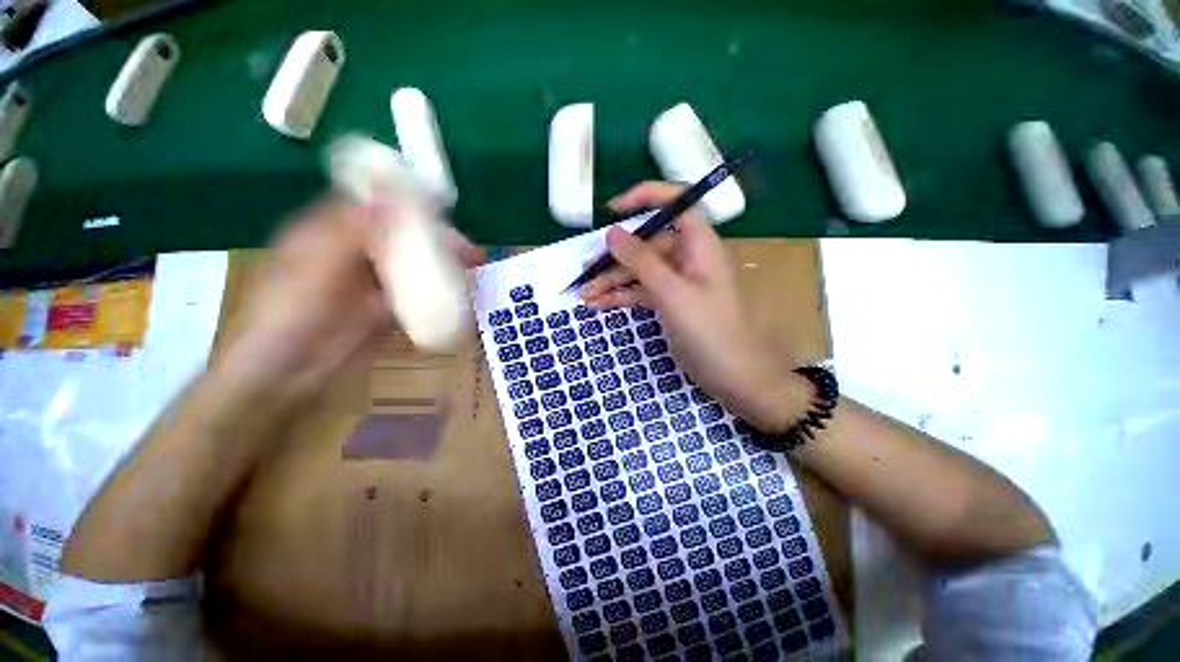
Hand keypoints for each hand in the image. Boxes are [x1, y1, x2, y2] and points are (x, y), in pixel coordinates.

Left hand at [222, 199, 482, 399]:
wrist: (289, 372)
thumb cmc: (291, 311)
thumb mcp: (318, 263)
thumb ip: (355, 229)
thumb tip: (393, 194)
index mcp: (329, 232)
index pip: (373, 205)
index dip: (407, 203)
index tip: (443, 210)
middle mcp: (354, 252)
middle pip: (401, 236)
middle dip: (435, 239)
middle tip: (469, 250)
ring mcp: (372, 281)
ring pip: (411, 263)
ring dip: (440, 263)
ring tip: (471, 268)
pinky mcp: (385, 307)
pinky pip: (415, 291)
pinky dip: (435, 289)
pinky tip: (457, 291)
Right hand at [580, 182, 809, 433]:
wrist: (733, 376)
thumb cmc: (709, 330)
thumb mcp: (672, 293)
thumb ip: (641, 261)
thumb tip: (612, 233)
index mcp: (698, 244)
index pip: (675, 203)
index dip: (645, 198)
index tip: (613, 210)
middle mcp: (688, 258)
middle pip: (647, 247)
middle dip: (615, 261)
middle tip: (586, 275)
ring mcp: (678, 282)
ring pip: (640, 272)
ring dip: (613, 283)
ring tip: (584, 297)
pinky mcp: (670, 303)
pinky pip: (642, 292)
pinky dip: (622, 297)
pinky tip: (600, 305)